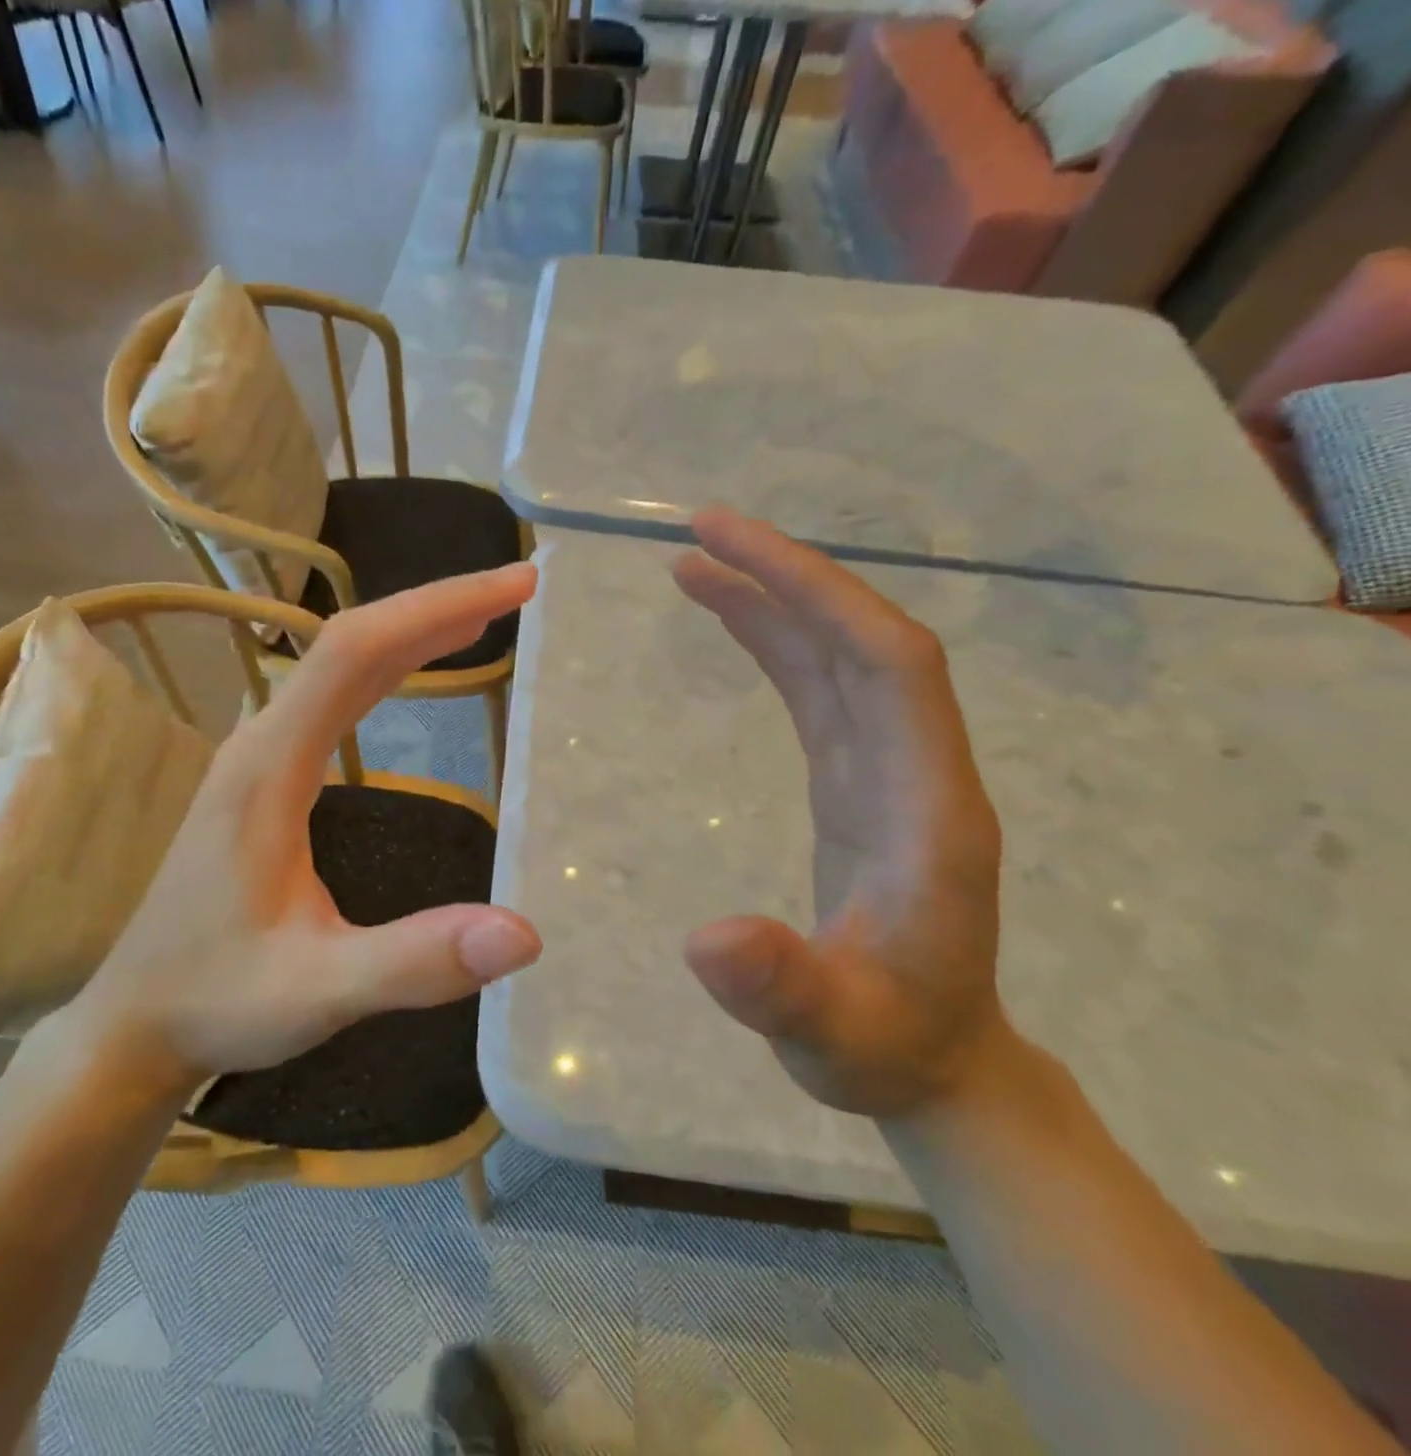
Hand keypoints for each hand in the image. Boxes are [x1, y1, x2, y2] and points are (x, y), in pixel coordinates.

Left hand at [65, 564, 543, 1083]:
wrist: (136, 1023)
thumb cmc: (218, 1001)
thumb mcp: (319, 990)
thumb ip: (414, 961)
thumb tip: (523, 934)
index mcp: (270, 767)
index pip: (357, 653)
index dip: (436, 609)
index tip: (513, 589)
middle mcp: (261, 743)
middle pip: (351, 643)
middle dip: (436, 609)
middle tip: (516, 592)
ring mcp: (259, 758)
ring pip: (340, 666)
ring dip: (412, 633)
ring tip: (482, 618)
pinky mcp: (265, 778)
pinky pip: (332, 698)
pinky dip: (386, 669)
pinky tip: (414, 675)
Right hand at [672, 509, 1006, 1117]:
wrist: (929, 1064)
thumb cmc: (883, 1048)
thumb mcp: (829, 1033)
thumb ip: (780, 989)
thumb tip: (709, 938)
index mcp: (928, 806)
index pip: (888, 663)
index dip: (818, 592)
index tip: (732, 545)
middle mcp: (915, 768)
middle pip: (862, 640)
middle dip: (787, 575)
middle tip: (698, 532)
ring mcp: (885, 772)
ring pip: (835, 658)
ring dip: (772, 602)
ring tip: (693, 566)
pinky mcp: (854, 783)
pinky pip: (815, 693)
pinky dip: (770, 647)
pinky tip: (728, 625)